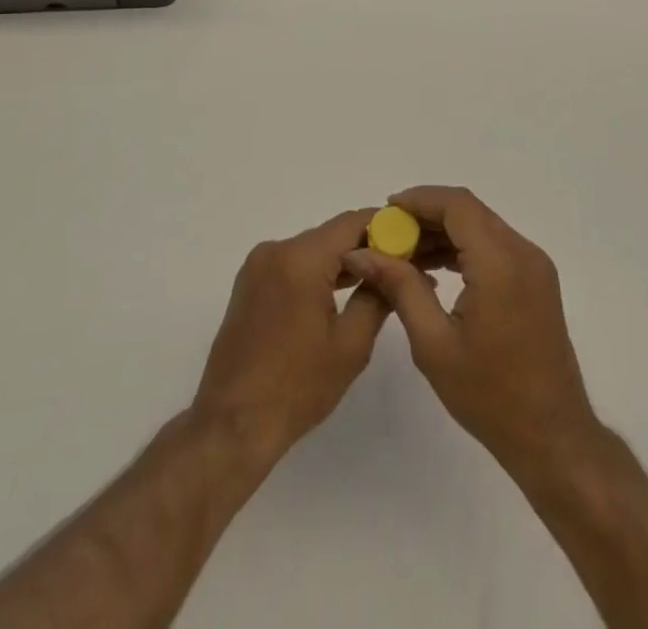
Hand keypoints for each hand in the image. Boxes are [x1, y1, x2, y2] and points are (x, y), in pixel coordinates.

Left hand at [191, 209, 391, 465]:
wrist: (232, 423)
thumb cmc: (296, 386)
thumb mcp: (350, 345)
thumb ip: (376, 297)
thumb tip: (394, 270)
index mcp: (300, 259)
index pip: (351, 223)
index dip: (385, 226)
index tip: (414, 238)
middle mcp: (276, 250)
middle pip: (332, 235)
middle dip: (367, 246)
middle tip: (404, 263)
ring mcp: (258, 265)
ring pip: (313, 250)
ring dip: (344, 261)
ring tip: (382, 278)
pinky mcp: (250, 283)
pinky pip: (294, 265)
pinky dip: (319, 273)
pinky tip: (343, 291)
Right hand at [344, 186, 597, 472]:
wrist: (553, 438)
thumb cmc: (490, 396)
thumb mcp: (433, 343)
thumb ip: (399, 287)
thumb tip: (361, 252)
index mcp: (500, 263)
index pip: (456, 205)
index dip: (418, 200)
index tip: (384, 212)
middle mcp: (522, 252)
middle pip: (469, 211)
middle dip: (426, 215)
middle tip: (388, 235)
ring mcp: (534, 265)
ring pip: (481, 226)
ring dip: (444, 232)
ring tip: (404, 254)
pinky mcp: (537, 280)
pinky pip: (495, 245)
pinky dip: (464, 247)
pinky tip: (435, 269)